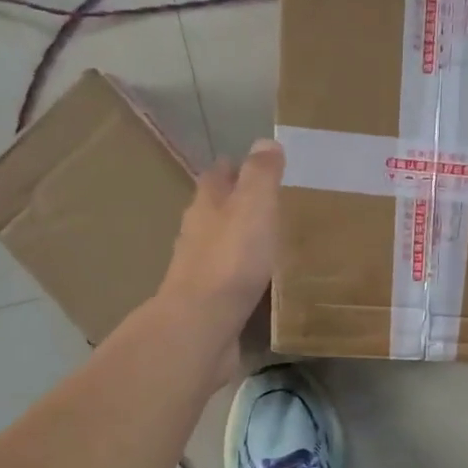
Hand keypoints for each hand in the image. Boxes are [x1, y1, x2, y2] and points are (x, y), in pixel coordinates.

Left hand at [159, 138, 283, 339]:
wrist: (203, 325)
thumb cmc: (231, 258)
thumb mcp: (253, 206)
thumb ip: (260, 175)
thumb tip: (264, 142)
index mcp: (206, 206)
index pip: (216, 177)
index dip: (232, 168)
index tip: (253, 165)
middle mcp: (196, 235)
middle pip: (214, 212)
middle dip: (235, 206)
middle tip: (269, 205)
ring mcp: (199, 272)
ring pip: (220, 248)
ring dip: (239, 243)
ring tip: (271, 243)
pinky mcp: (209, 305)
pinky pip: (229, 282)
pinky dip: (243, 277)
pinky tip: (262, 283)